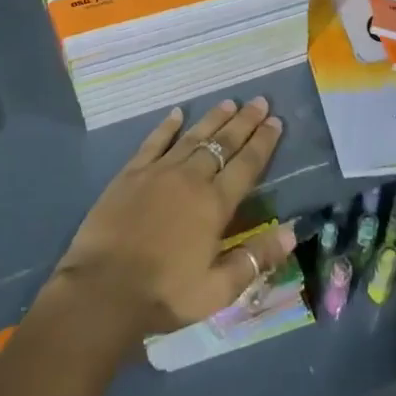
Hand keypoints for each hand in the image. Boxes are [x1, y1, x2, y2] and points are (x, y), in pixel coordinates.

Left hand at [46, 98, 295, 345]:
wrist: (102, 289)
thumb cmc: (164, 294)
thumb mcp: (218, 290)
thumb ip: (255, 258)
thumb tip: (292, 232)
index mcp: (214, 205)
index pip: (246, 165)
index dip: (263, 142)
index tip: (276, 121)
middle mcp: (190, 178)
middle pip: (222, 143)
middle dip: (244, 122)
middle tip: (259, 101)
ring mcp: (158, 171)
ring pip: (192, 137)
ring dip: (212, 119)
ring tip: (229, 102)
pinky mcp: (130, 173)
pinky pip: (154, 142)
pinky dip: (167, 126)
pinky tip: (176, 113)